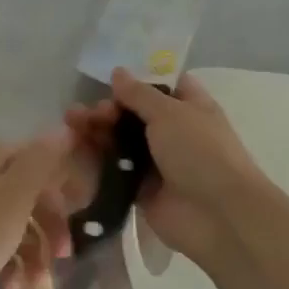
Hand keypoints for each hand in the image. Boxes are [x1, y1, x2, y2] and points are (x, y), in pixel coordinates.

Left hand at [0, 129, 74, 288]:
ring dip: (32, 252)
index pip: (41, 159)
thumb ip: (42, 160)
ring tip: (35, 285)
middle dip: (50, 226)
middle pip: (29, 193)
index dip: (63, 186)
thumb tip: (64, 127)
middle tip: (62, 256)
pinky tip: (11, 287)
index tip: (82, 215)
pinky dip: (8, 262)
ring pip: (14, 221)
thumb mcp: (16, 196)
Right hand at [60, 70, 267, 265]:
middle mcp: (174, 132)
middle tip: (88, 111)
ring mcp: (158, 163)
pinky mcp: (142, 191)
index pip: (162, 86)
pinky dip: (97, 160)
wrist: (217, 216)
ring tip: (71, 123)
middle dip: (109, 109)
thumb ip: (139, 94)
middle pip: (134, 114)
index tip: (108, 79)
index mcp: (190, 107)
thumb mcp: (170, 112)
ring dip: (98, 131)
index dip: (137, 81)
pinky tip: (75, 150)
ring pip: (122, 142)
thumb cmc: (200, 152)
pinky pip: (116, 171)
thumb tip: (118, 72)